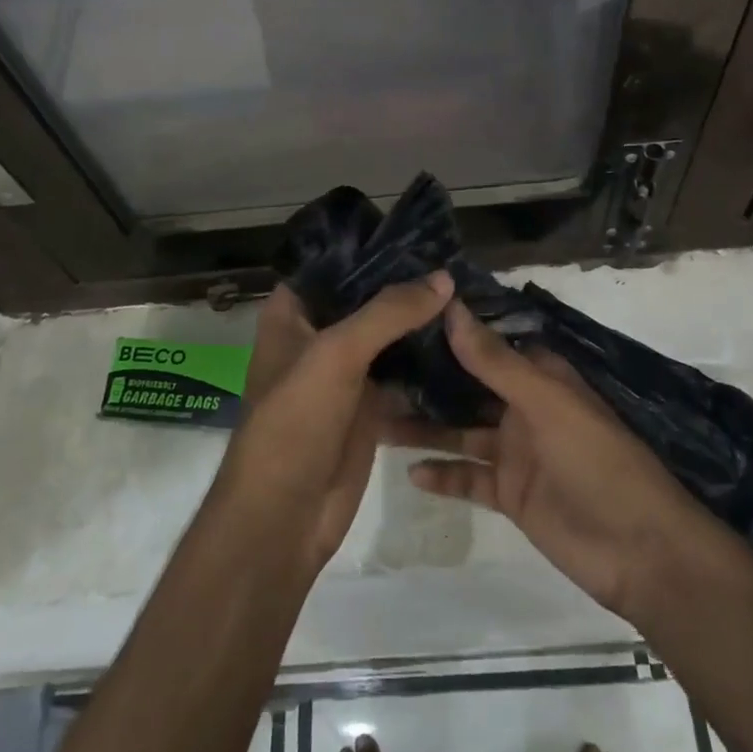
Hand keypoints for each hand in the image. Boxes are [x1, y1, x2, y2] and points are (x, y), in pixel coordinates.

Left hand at [217, 274, 452, 573]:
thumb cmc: (294, 422)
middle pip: (365, 300)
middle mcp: (317, 337)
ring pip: (388, 336)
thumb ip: (388, 312)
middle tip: (458, 263)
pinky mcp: (368, 406)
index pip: (333, 265)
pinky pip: (402, 373)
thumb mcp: (336, 354)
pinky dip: (427, 361)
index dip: (372, 248)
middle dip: (406, 286)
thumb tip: (444, 278)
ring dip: (420, 322)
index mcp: (292, 314)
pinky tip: (464, 343)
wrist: (284, 517)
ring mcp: (344, 373)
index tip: (421, 234)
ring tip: (469, 295)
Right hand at [386, 302, 714, 620]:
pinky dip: (442, 474)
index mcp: (539, 377)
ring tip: (375, 416)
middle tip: (373, 368)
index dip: (449, 330)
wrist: (639, 552)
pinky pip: (468, 477)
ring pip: (460, 431)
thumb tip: (452, 307)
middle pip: (467, 387)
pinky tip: (409, 471)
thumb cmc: (597, 462)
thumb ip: (495, 361)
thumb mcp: (546, 404)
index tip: (401, 316)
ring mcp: (515, 452)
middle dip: (427, 379)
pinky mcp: (510, 493)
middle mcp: (523, 407)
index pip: (487, 343)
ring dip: (425, 426)